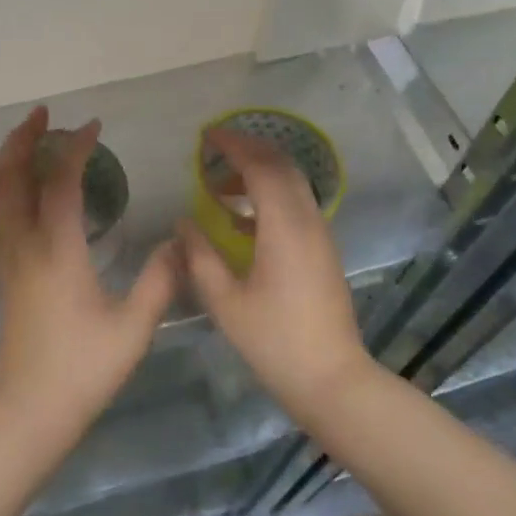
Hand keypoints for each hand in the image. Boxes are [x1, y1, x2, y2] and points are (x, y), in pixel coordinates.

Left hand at [0, 107, 178, 440]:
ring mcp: (5, 258)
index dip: (75, 148)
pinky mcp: (1, 273)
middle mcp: (23, 244)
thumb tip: (178, 242)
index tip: (93, 126)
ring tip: (27, 139)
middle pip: (8, 177)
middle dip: (22, 139)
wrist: (28, 411)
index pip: (60, 182)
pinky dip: (2, 184)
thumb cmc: (82, 369)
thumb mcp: (133, 328)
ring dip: (7, 158)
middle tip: (42, 114)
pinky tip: (21, 186)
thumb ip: (159, 280)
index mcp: (56, 250)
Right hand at [175, 128, 370, 422]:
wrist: (332, 379)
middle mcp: (308, 221)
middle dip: (248, 150)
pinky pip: (297, 205)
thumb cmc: (274, 341)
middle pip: (282, 166)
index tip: (207, 136)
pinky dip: (269, 195)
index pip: (261, 166)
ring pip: (292, 184)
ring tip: (219, 186)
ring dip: (259, 173)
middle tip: (213, 151)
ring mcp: (320, 235)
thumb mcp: (225, 301)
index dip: (234, 145)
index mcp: (284, 227)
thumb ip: (200, 256)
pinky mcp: (323, 250)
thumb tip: (183, 223)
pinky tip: (241, 219)